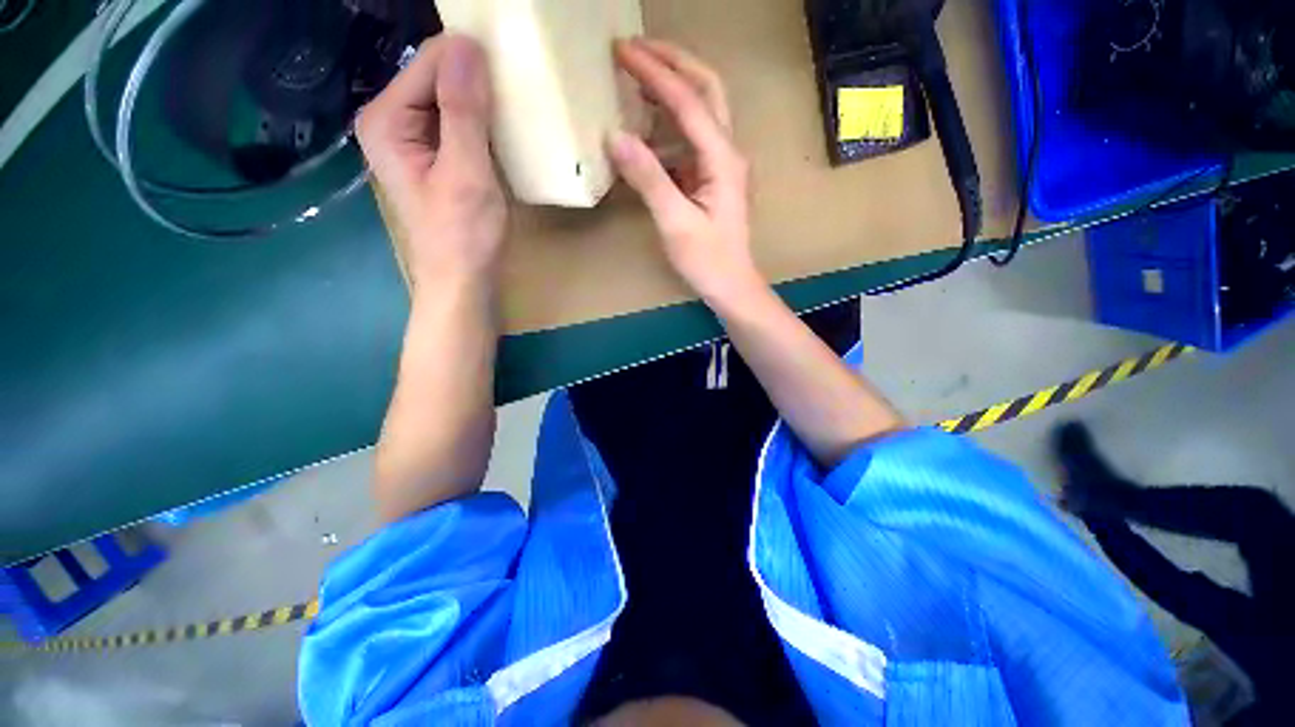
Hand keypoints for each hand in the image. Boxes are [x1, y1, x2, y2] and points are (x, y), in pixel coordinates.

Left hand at [356, 35, 505, 294]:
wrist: (462, 279)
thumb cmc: (463, 235)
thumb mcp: (466, 173)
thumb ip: (463, 111)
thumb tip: (468, 44)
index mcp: (387, 119)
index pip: (428, 63)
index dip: (470, 58)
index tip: (513, 62)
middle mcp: (392, 120)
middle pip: (436, 76)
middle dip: (477, 79)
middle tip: (518, 89)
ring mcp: (413, 139)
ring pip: (450, 98)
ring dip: (483, 100)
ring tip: (516, 106)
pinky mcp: (433, 156)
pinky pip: (457, 122)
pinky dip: (482, 122)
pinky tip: (504, 130)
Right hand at [608, 39, 761, 306]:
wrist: (731, 285)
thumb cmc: (707, 261)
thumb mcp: (675, 223)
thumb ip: (648, 179)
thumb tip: (615, 136)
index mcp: (721, 160)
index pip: (688, 102)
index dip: (655, 73)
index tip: (622, 51)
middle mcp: (726, 152)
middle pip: (707, 90)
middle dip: (673, 62)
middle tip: (636, 48)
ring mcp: (721, 164)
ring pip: (701, 110)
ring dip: (673, 87)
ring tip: (637, 75)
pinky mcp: (711, 177)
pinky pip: (691, 138)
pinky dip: (669, 122)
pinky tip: (648, 124)